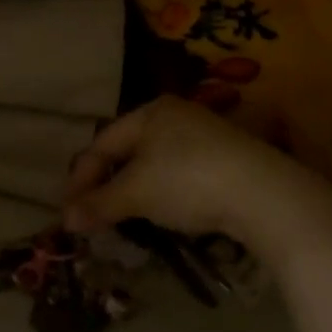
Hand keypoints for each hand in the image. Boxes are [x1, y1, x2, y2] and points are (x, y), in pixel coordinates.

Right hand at [62, 97, 331, 273]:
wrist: (266, 196)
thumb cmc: (189, 180)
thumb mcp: (137, 193)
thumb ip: (99, 203)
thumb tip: (65, 220)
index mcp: (150, 111)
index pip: (102, 143)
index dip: (81, 177)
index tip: (69, 210)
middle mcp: (176, 116)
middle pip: (128, 152)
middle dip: (106, 185)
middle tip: (92, 215)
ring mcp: (206, 138)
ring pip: (155, 165)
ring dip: (134, 193)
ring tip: (124, 219)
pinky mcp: (228, 162)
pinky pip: (181, 176)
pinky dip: (163, 195)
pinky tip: (164, 215)